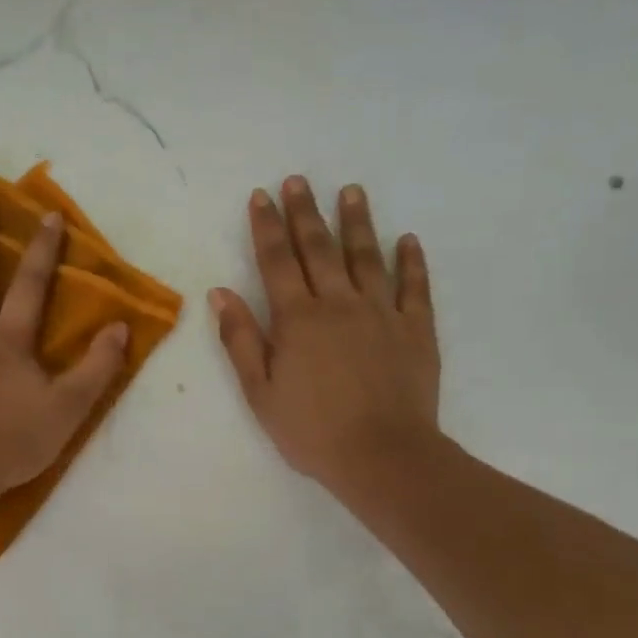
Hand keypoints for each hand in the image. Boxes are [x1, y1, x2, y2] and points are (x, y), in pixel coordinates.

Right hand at [211, 177, 440, 500]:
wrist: (383, 456)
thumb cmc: (311, 431)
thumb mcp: (260, 392)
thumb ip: (241, 339)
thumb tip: (221, 293)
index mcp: (298, 319)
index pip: (277, 261)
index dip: (267, 227)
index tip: (261, 196)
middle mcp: (339, 304)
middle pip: (320, 248)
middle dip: (305, 212)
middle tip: (298, 180)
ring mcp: (382, 313)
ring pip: (367, 256)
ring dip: (357, 222)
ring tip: (351, 191)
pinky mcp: (416, 330)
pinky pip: (415, 287)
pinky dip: (411, 261)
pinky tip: (407, 240)